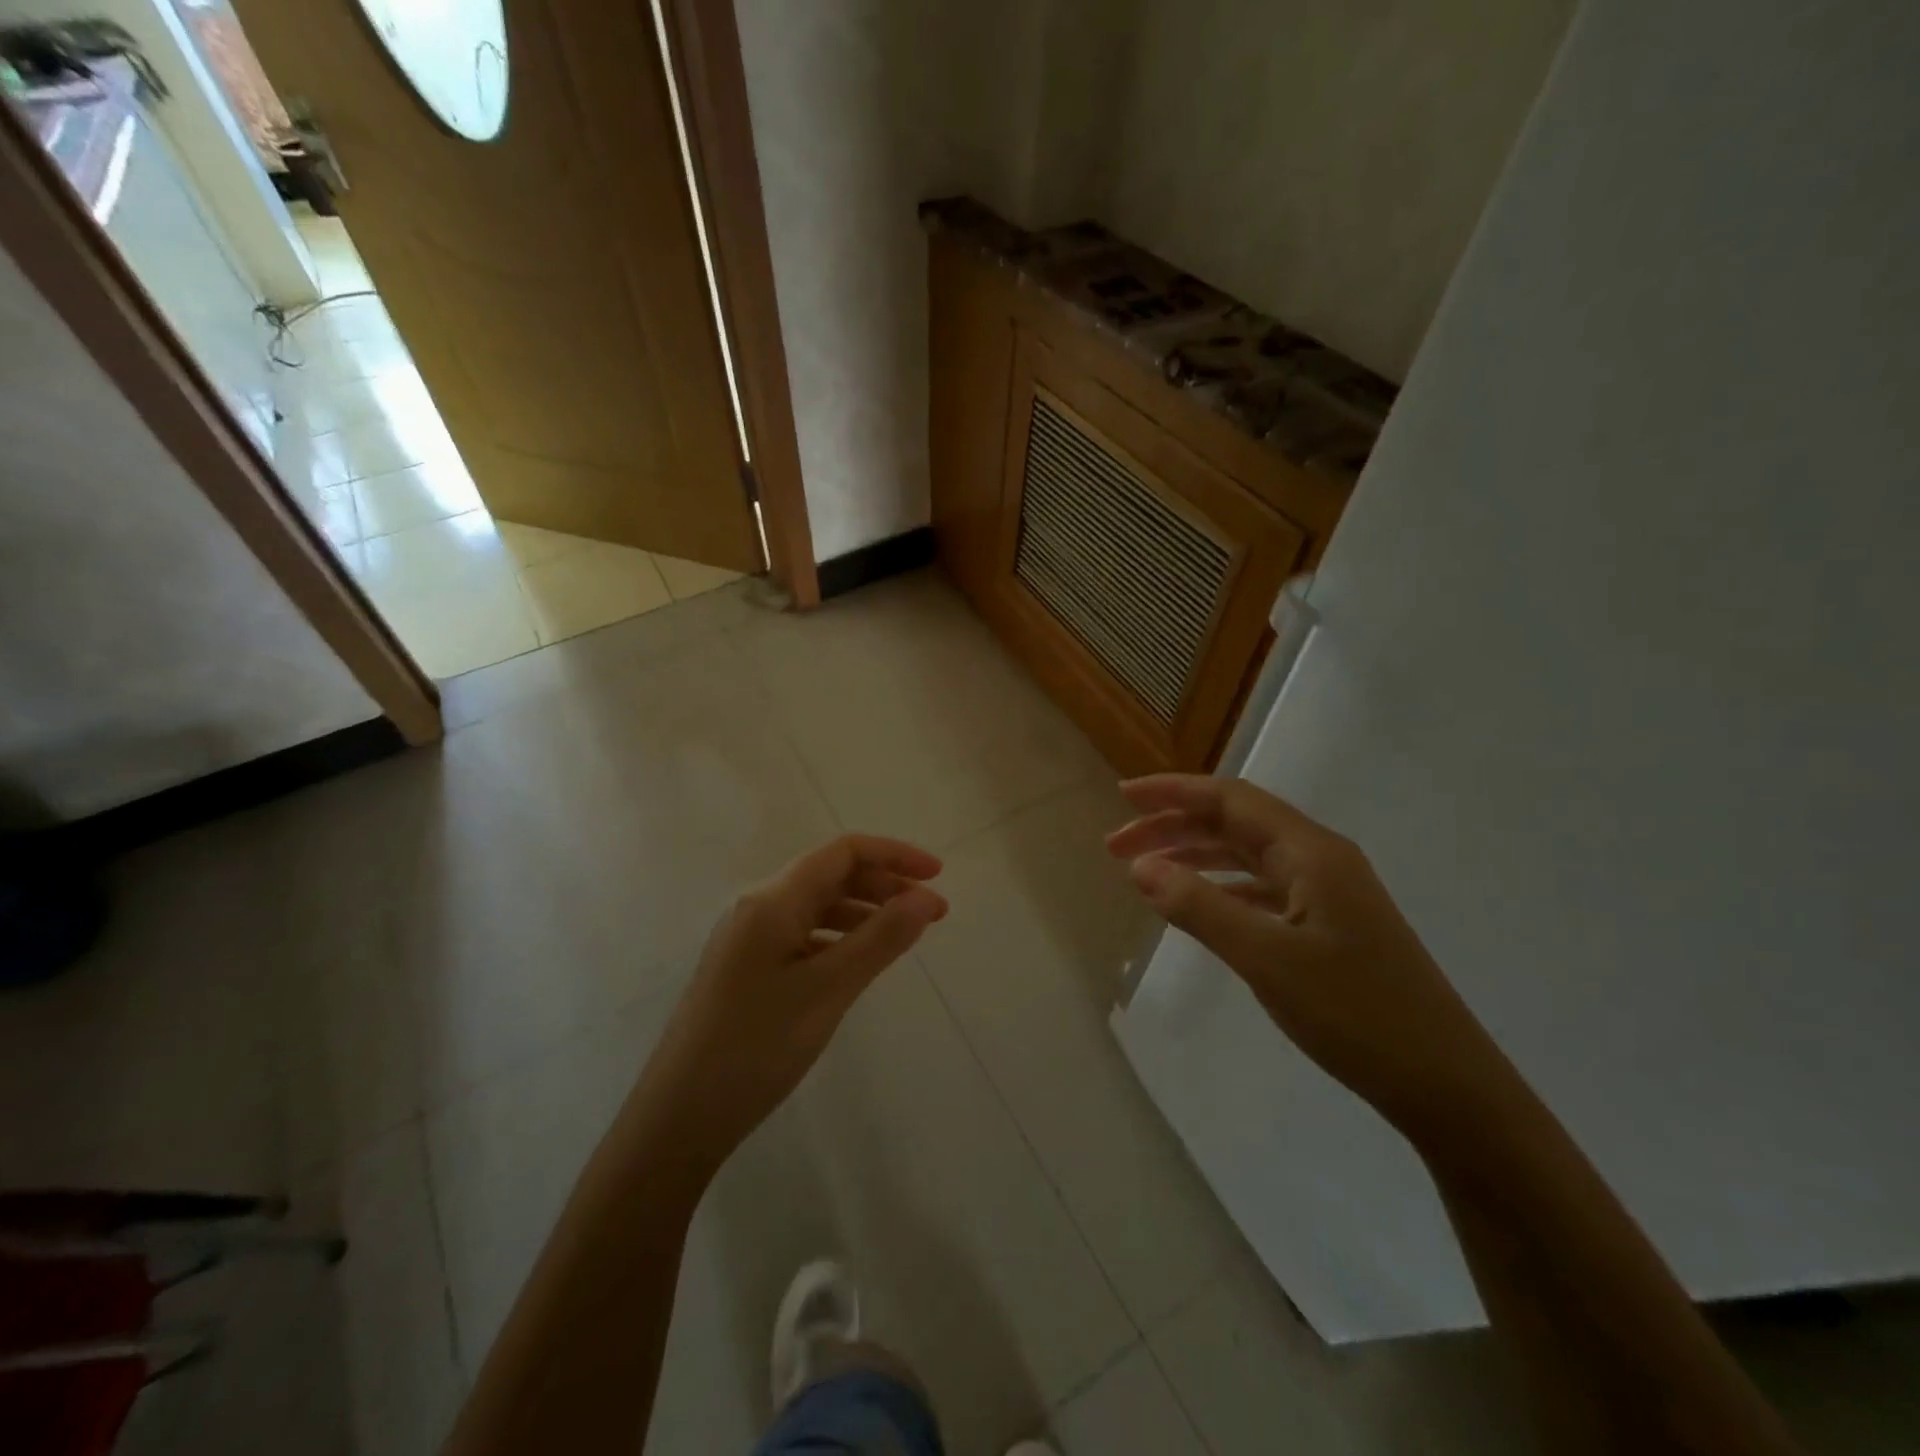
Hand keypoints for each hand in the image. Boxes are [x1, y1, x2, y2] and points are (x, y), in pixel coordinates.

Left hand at [636, 835, 946, 1175]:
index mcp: (773, 900)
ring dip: (865, 911)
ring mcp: (749, 939)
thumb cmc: (756, 1047)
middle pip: (831, 875)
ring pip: (818, 906)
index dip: (894, 855)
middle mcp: (758, 907)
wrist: (678, 1117)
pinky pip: (804, 934)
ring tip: (904, 936)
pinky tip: (860, 961)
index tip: (938, 876)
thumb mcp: (828, 990)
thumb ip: (881, 938)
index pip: (843, 852)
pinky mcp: (747, 968)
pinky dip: (840, 937)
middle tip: (932, 914)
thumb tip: (926, 897)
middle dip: (885, 885)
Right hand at [1107, 775, 1511, 1135]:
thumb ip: (1200, 907)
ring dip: (1194, 855)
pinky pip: (1262, 887)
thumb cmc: (1357, 1015)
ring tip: (1144, 870)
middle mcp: (1320, 859)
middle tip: (1117, 847)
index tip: (1122, 798)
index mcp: (1311, 852)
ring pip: (1247, 855)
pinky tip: (1197, 903)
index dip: (1172, 793)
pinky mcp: (1330, 923)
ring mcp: (1328, 892)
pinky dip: (1221, 887)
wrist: (1446, 1085)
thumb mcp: (1266, 959)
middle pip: (1235, 823)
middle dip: (1173, 826)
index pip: (1230, 799)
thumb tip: (1141, 867)